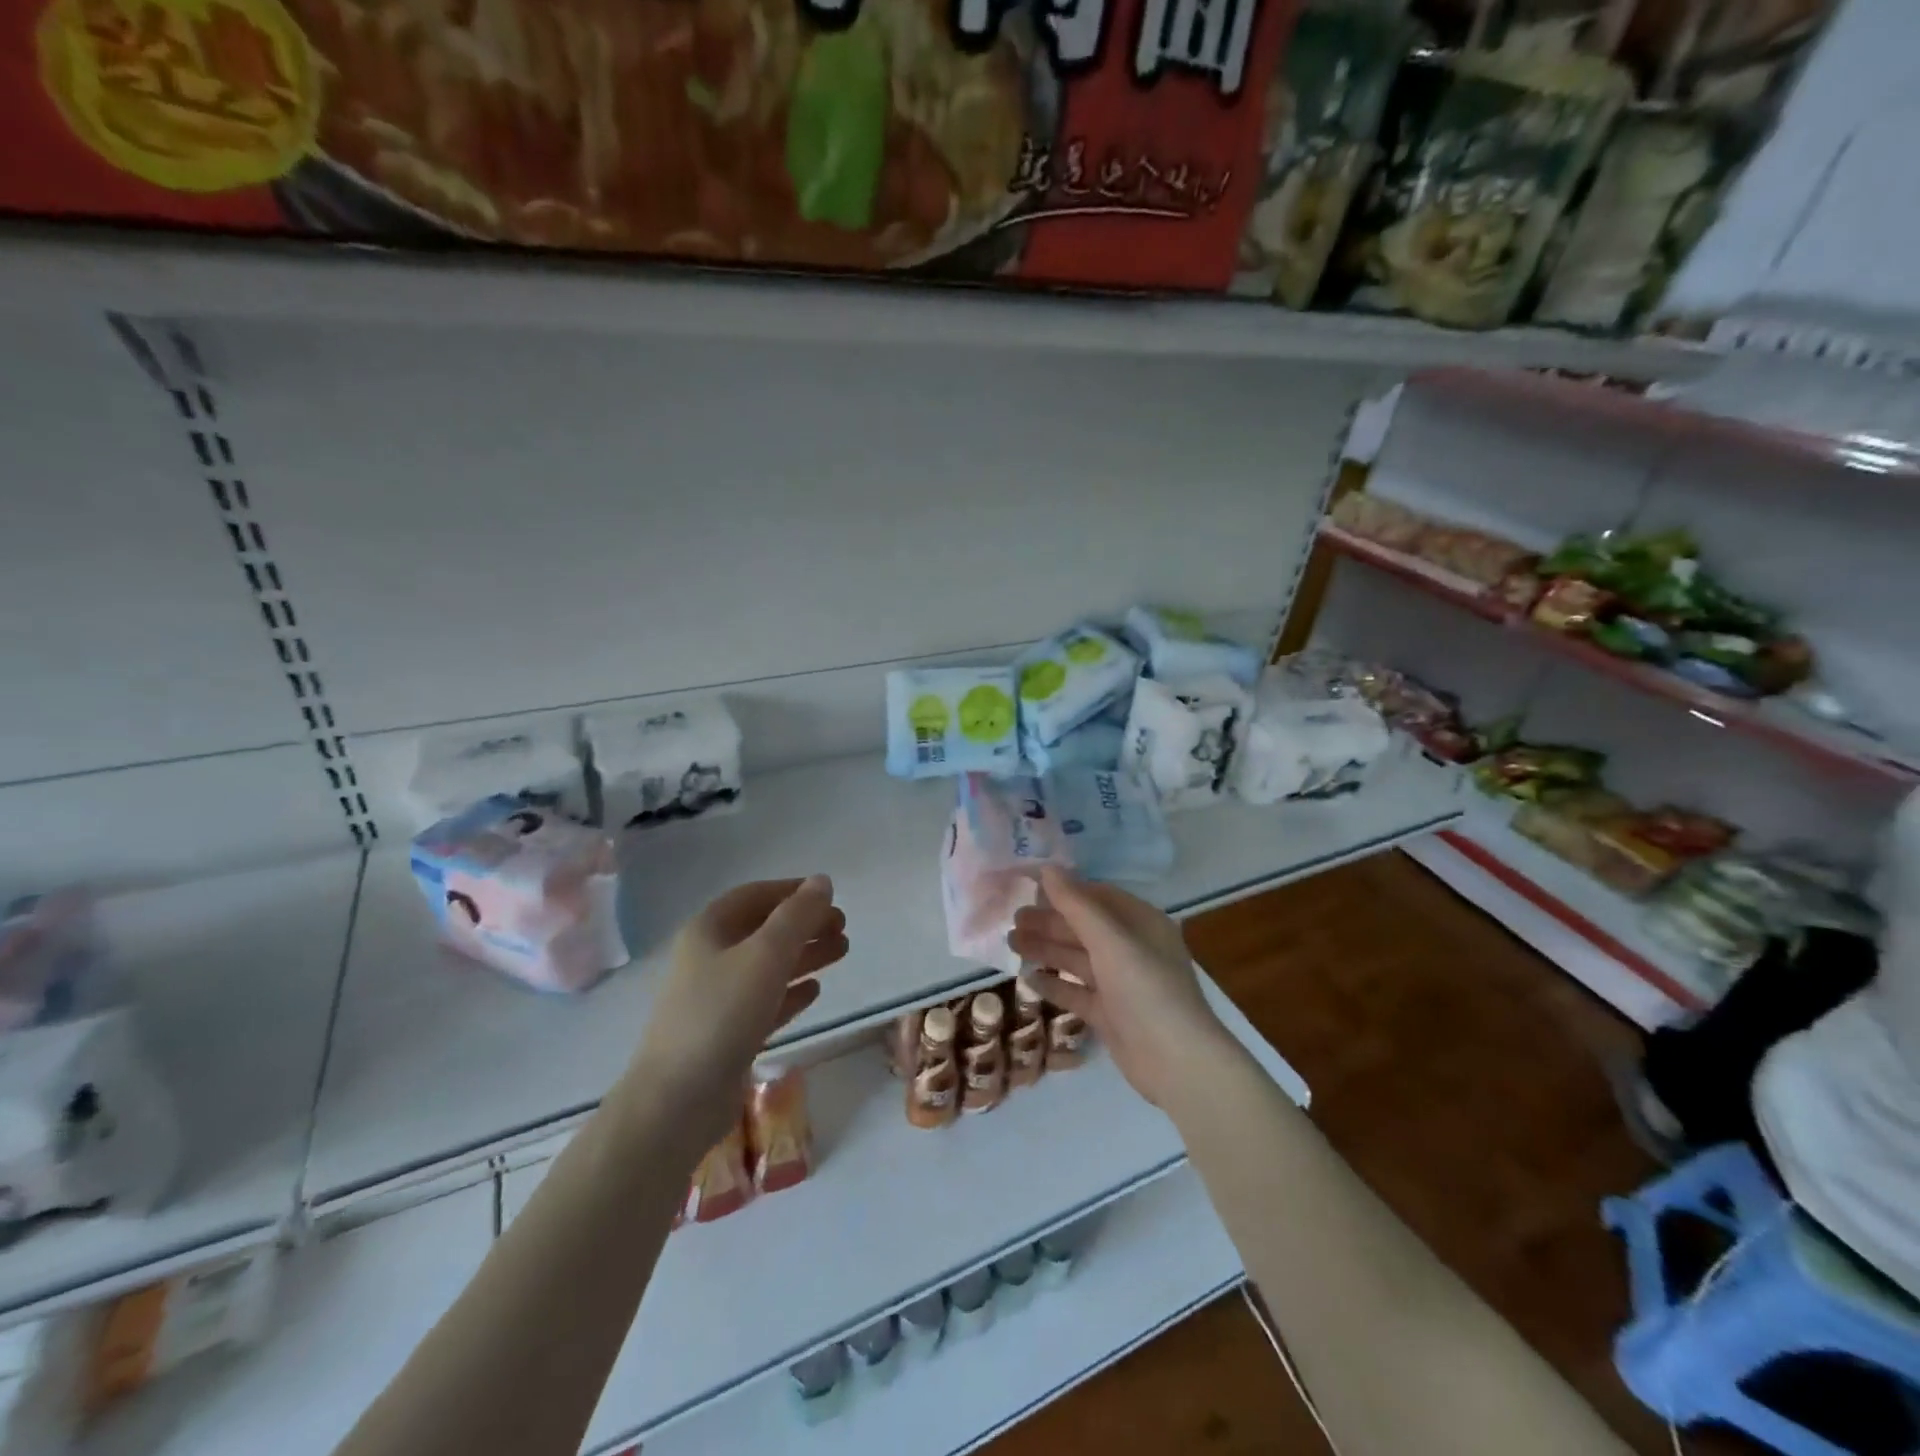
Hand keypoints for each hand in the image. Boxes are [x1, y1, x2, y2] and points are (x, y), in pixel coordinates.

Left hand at [621, 876, 846, 1155]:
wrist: (677, 1101)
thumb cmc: (721, 1014)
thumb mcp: (766, 955)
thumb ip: (798, 916)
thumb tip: (823, 881)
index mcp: (709, 930)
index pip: (755, 895)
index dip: (792, 890)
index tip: (830, 895)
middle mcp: (710, 958)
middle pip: (764, 930)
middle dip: (804, 924)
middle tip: (843, 927)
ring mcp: (716, 998)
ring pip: (768, 965)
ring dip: (805, 955)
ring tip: (843, 951)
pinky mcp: (727, 1034)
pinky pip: (765, 1001)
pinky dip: (791, 991)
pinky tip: (816, 991)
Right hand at [1007, 866, 1232, 1107]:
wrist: (1176, 1062)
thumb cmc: (1146, 988)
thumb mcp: (1110, 940)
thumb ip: (1076, 905)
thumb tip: (1047, 867)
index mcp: (1141, 923)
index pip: (1097, 896)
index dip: (1064, 890)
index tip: (1028, 885)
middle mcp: (1132, 948)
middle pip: (1084, 927)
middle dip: (1049, 922)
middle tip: (1012, 920)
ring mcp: (1121, 983)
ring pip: (1077, 958)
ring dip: (1046, 949)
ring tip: (1011, 943)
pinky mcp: (1110, 1014)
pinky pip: (1077, 992)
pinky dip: (1054, 984)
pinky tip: (1027, 979)